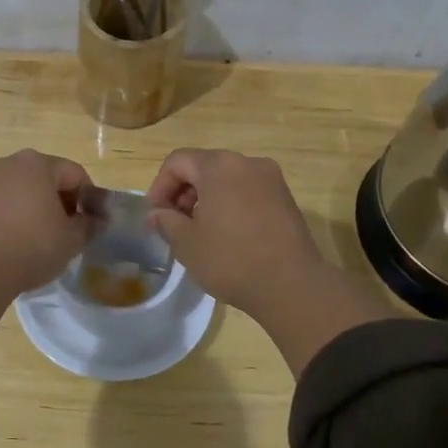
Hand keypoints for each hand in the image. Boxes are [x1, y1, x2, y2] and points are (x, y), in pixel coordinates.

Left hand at [0, 150, 95, 369]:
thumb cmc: (32, 246)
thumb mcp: (72, 239)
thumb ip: (89, 225)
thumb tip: (97, 220)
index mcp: (37, 163)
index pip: (75, 174)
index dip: (88, 198)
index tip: (90, 224)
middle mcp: (8, 162)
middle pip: (46, 177)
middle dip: (60, 201)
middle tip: (67, 231)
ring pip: (21, 189)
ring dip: (35, 207)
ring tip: (41, 238)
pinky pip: (1, 202)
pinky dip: (13, 215)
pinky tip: (17, 240)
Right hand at [144, 149, 326, 311]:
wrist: (291, 285)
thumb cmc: (231, 259)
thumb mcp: (187, 243)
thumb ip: (166, 221)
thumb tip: (157, 214)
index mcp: (219, 166)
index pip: (177, 162)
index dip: (160, 186)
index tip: (156, 215)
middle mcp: (247, 162)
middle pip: (204, 167)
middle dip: (184, 192)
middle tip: (175, 224)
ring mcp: (271, 179)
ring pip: (227, 179)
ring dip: (207, 199)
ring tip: (201, 232)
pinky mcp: (286, 198)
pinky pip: (248, 191)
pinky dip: (231, 204)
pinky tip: (228, 235)